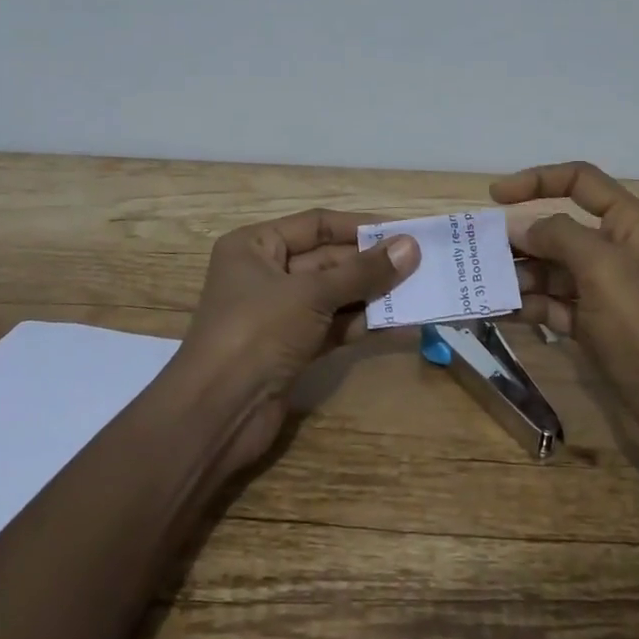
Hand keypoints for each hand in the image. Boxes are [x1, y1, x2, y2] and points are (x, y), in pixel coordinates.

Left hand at [176, 209, 419, 471]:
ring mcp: (279, 314)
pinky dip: (362, 324)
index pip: (315, 224)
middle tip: (421, 263)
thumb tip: (410, 247)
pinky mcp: (292, 349)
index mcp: (255, 246)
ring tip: (420, 290)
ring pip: (334, 295)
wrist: (217, 413)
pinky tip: (400, 323)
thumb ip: (363, 271)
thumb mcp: (311, 294)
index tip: (402, 231)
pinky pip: (334, 326)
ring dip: (373, 294)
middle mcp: (265, 274)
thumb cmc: (257, 332)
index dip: (359, 227)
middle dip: (371, 263)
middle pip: (327, 260)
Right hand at [493, 161, 638, 466]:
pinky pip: (550, 304)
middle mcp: (617, 250)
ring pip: (550, 268)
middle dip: (519, 238)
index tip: (495, 196)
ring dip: (517, 274)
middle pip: (558, 228)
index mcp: (630, 224)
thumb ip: (557, 235)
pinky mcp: (592, 325)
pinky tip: (495, 311)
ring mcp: (604, 290)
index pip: (580, 181)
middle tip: (478, 252)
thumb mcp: (602, 268)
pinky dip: (525, 305)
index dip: (537, 180)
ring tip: (485, 287)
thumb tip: (519, 226)